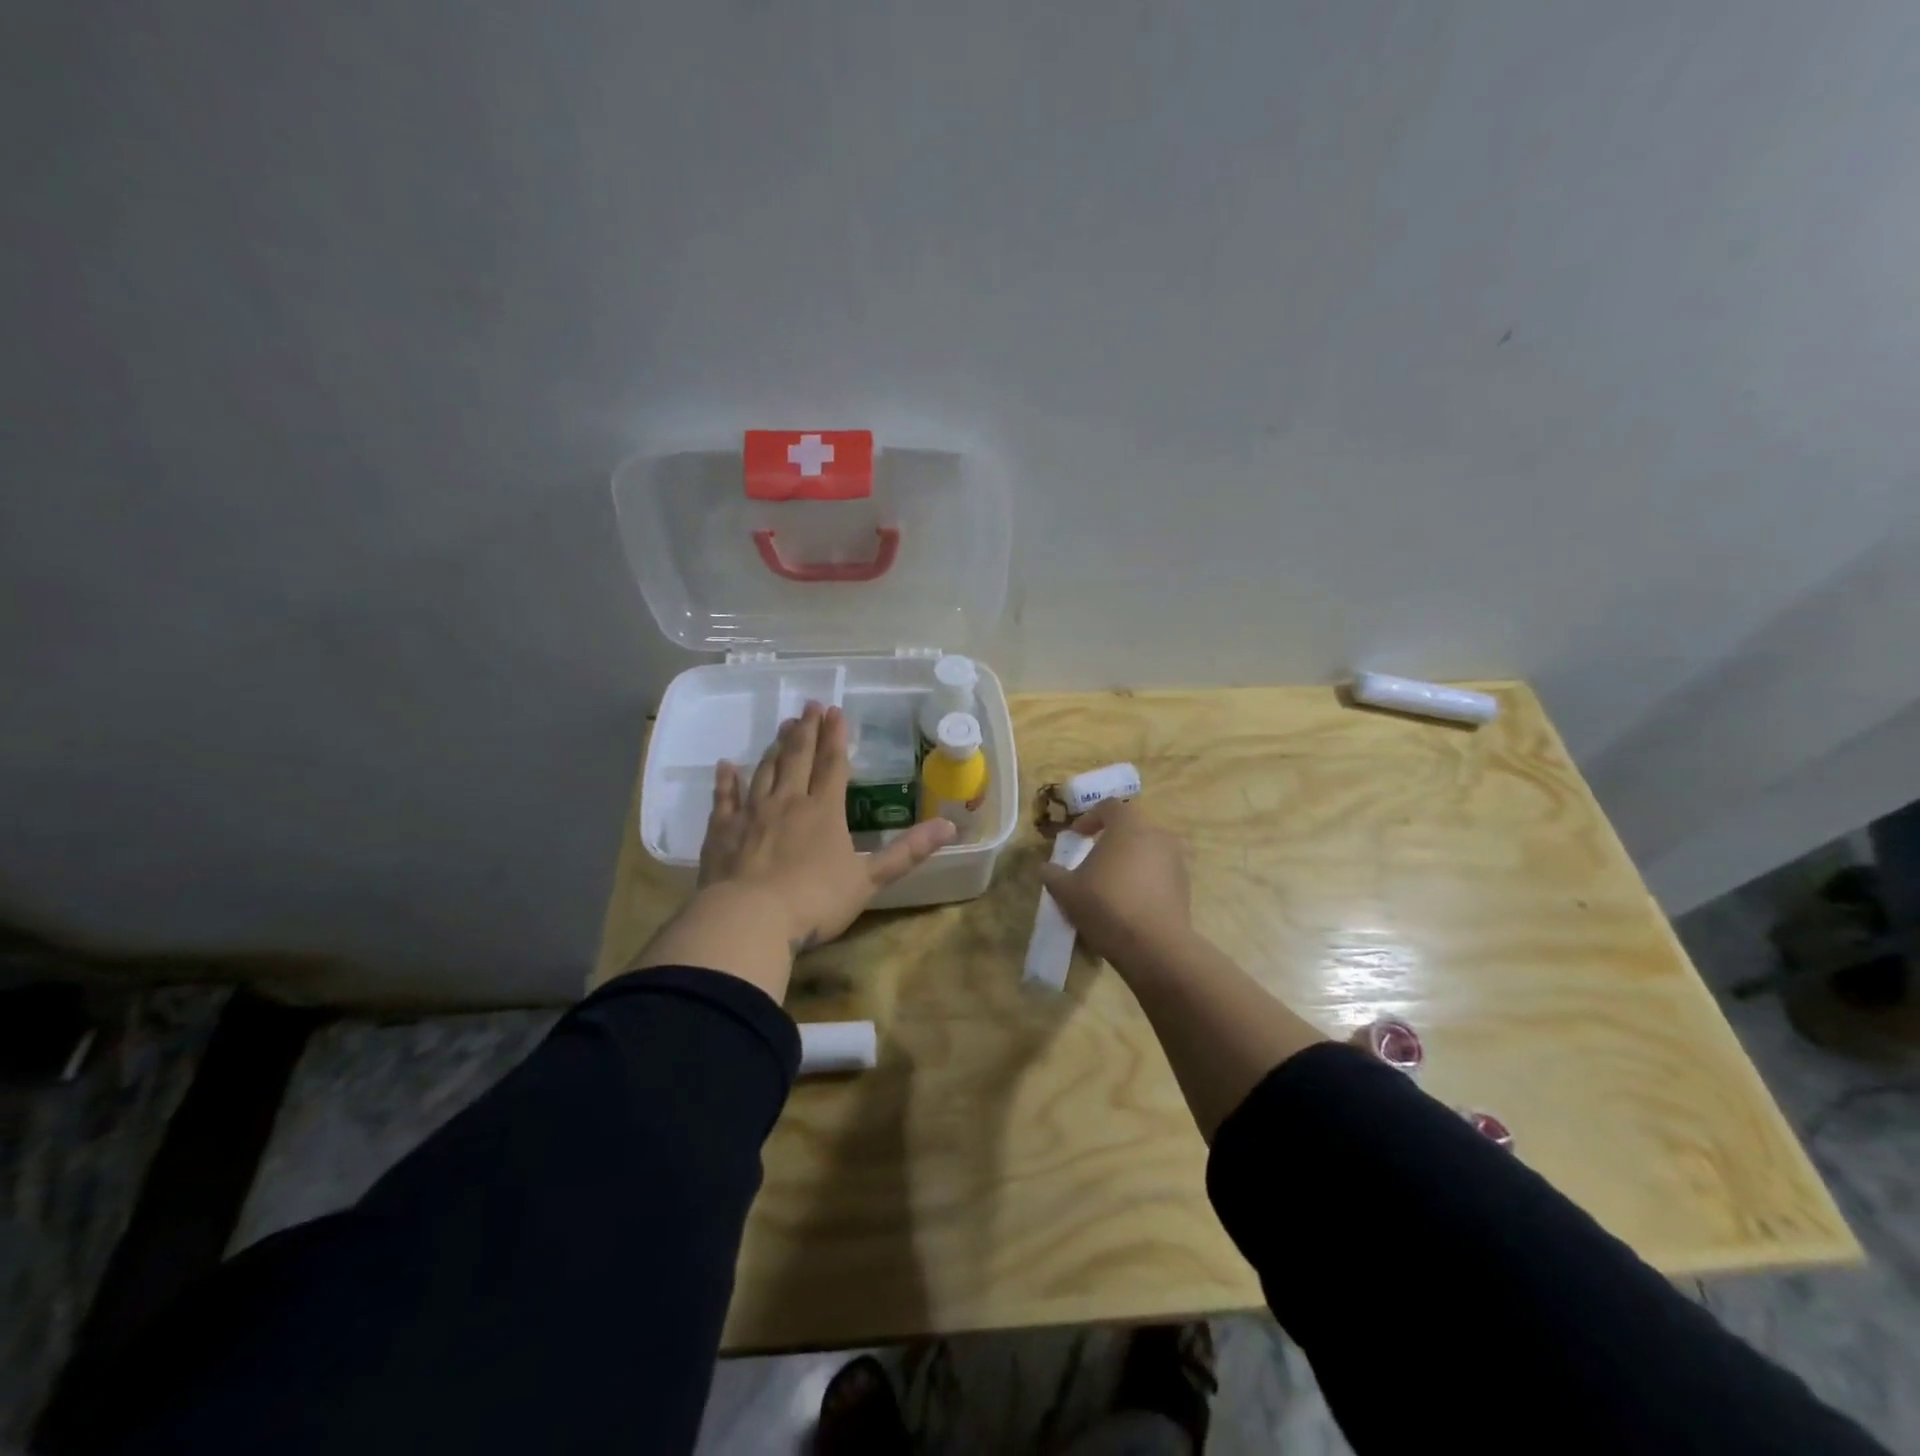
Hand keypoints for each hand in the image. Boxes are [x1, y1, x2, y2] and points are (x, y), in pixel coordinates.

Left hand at [699, 701, 954, 951]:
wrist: (749, 920)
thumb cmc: (814, 901)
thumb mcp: (869, 880)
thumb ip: (908, 852)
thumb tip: (951, 826)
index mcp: (824, 811)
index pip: (833, 764)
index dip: (836, 737)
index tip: (835, 710)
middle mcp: (788, 802)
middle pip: (798, 759)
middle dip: (806, 731)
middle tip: (808, 705)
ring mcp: (752, 814)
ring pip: (765, 771)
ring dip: (775, 747)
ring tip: (782, 726)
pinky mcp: (722, 831)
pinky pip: (724, 798)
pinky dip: (726, 780)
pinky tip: (726, 765)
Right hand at [1040, 799, 1192, 966]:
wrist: (1154, 946)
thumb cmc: (1106, 906)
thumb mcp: (1067, 890)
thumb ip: (1052, 874)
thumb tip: (1046, 868)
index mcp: (1128, 825)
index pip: (1109, 807)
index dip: (1089, 819)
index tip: (1076, 837)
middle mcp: (1157, 834)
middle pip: (1131, 828)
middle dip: (1111, 840)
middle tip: (1093, 860)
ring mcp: (1176, 860)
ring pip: (1147, 851)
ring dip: (1129, 861)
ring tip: (1112, 884)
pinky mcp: (1185, 885)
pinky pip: (1160, 873)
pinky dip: (1144, 880)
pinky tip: (1130, 903)